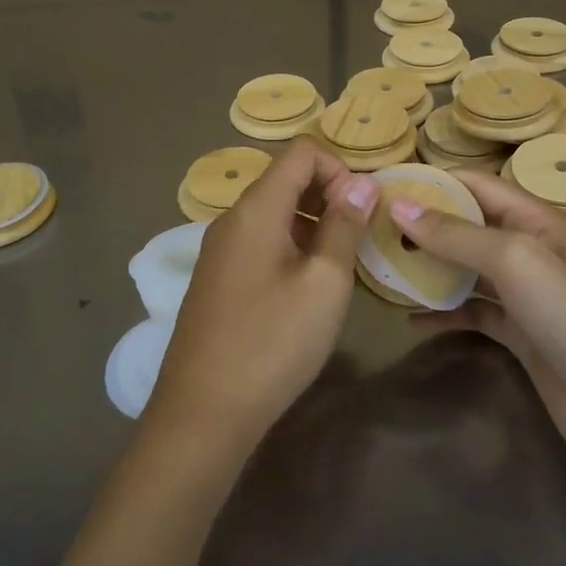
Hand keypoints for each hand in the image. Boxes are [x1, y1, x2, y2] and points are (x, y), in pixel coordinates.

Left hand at [148, 138, 377, 455]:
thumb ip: (345, 226)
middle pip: (286, 178)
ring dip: (313, 223)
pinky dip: (292, 245)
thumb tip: (363, 184)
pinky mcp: (218, 278)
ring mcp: (220, 249)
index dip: (340, 168)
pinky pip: (260, 240)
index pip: (302, 152)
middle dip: (329, 195)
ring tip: (340, 265)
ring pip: (274, 211)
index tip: (362, 210)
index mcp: (256, 208)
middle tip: (359, 238)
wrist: (203, 414)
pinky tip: (308, 287)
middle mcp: (232, 218)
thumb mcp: (324, 283)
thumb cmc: (272, 343)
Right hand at [389, 173, 565, 482]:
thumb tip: (399, 206)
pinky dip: (446, 312)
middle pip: (470, 226)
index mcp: (538, 219)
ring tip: (385, 268)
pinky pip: (474, 312)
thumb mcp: (514, 260)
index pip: (477, 185)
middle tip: (374, 230)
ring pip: (468, 270)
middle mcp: (532, 249)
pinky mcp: (521, 334)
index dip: (433, 182)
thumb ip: (456, 234)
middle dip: (425, 225)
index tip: (385, 186)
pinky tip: (412, 319)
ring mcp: (527, 294)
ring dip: (431, 268)